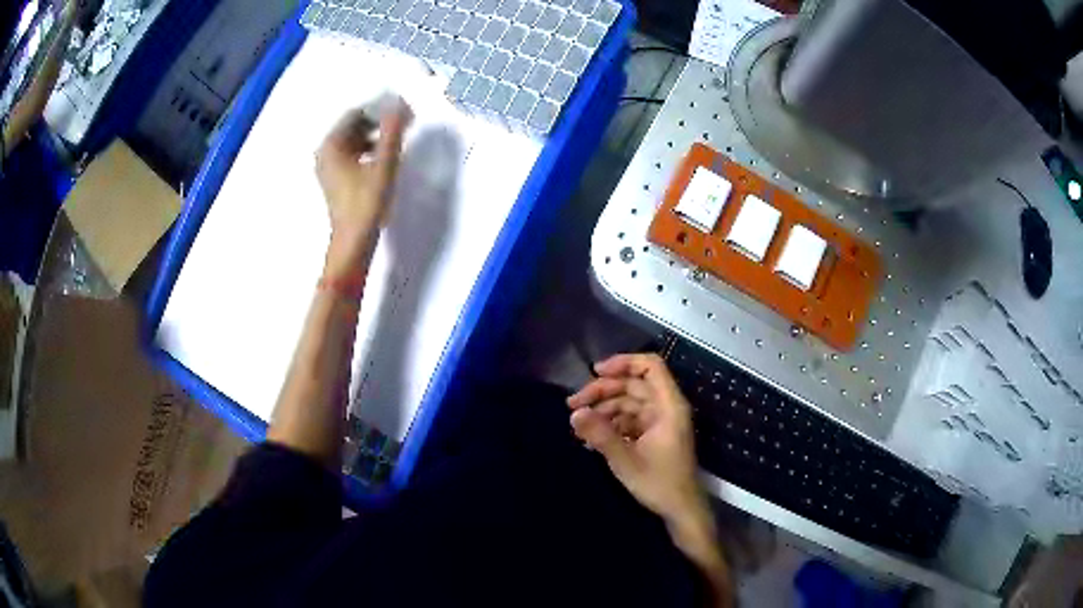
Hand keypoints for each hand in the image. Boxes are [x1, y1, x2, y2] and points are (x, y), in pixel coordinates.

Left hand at [316, 101, 412, 273]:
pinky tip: (384, 156)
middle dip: (378, 121)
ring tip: (397, 139)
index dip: (380, 108)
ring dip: (375, 135)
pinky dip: (368, 149)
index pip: (357, 113)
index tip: (402, 111)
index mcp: (332, 145)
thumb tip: (400, 104)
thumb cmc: (366, 202)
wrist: (353, 242)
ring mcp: (328, 167)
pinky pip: (352, 154)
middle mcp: (325, 152)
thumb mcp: (384, 164)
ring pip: (353, 140)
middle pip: (353, 126)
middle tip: (404, 123)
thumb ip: (392, 132)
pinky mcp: (335, 179)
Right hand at [567, 353, 706, 522]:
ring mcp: (660, 422)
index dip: (624, 362)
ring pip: (629, 402)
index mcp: (669, 406)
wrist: (680, 510)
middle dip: (603, 390)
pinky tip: (590, 436)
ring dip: (603, 408)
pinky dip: (611, 423)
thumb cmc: (659, 484)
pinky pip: (630, 419)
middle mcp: (666, 408)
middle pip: (634, 384)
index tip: (595, 372)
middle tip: (573, 404)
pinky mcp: (654, 435)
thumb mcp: (626, 460)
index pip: (650, 367)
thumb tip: (574, 414)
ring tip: (578, 423)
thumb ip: (601, 435)